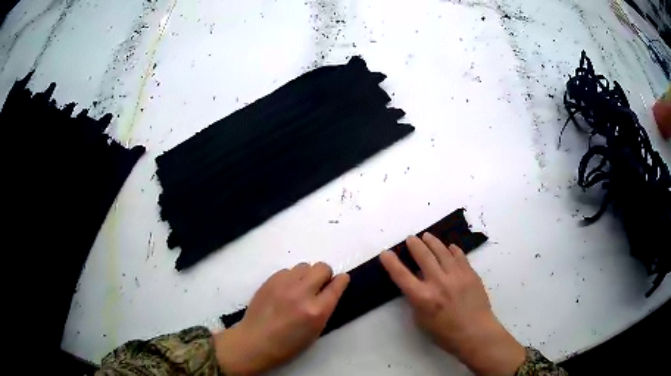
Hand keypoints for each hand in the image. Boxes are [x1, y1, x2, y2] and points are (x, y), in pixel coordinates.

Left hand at [214, 263, 349, 374]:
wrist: (255, 341)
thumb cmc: (288, 344)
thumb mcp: (315, 331)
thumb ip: (325, 309)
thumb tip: (330, 291)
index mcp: (317, 311)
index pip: (337, 284)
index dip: (341, 281)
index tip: (341, 281)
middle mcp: (302, 293)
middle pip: (322, 267)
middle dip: (324, 275)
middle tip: (318, 287)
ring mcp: (284, 284)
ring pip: (304, 265)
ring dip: (307, 275)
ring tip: (299, 288)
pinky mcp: (270, 280)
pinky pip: (287, 270)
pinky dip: (291, 278)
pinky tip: (285, 290)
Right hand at [380, 233, 524, 375]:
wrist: (475, 332)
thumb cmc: (445, 333)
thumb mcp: (422, 320)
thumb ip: (417, 300)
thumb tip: (417, 284)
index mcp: (423, 297)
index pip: (401, 275)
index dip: (391, 262)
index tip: (385, 253)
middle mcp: (438, 282)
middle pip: (423, 256)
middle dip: (414, 244)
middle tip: (410, 238)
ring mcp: (456, 276)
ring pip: (442, 251)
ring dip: (432, 242)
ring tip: (427, 236)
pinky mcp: (470, 274)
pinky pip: (460, 256)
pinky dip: (452, 250)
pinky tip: (449, 247)